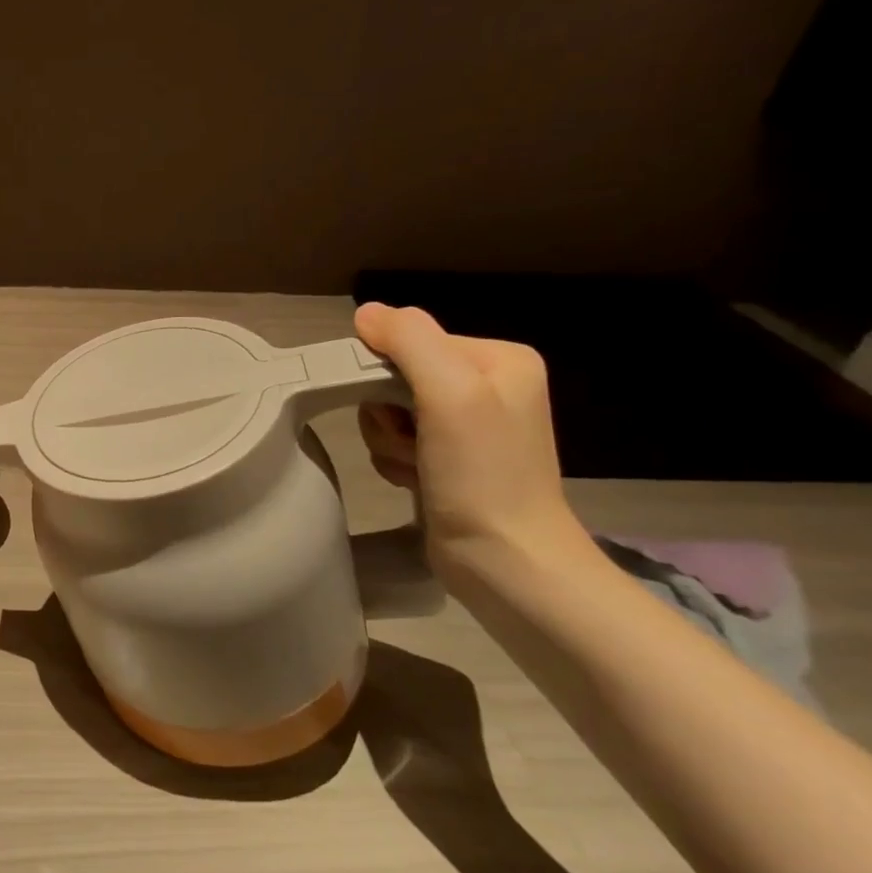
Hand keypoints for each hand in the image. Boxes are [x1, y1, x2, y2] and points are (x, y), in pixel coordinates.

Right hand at [354, 302, 580, 572]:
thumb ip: (410, 340)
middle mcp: (486, 385)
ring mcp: (468, 424)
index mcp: (499, 358)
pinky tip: (416, 480)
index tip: (401, 410)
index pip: (411, 339)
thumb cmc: (482, 473)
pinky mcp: (449, 458)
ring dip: (388, 440)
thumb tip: (366, 312)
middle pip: (395, 375)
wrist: (505, 560)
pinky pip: (396, 439)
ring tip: (416, 466)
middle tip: (411, 442)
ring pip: (388, 410)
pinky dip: (395, 460)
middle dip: (386, 412)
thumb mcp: (450, 392)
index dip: (386, 372)